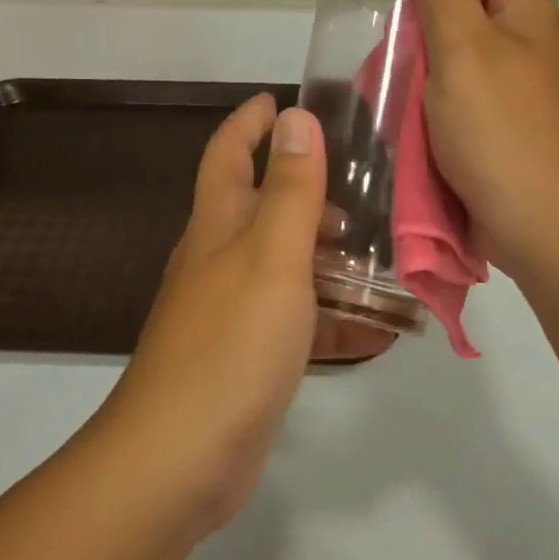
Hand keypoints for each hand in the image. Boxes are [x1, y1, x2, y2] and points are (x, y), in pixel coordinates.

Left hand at [102, 95, 387, 532]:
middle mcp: (219, 258)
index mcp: (219, 224)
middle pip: (259, 204)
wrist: (178, 460)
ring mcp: (230, 309)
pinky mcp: (246, 355)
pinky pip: (296, 320)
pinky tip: (376, 327)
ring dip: (326, 254)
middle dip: (302, 186)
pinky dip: (331, 316)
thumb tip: (295, 118)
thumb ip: (290, 188)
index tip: (282, 99)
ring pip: (284, 263)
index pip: (228, 152)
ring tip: (380, 251)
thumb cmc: (230, 342)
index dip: (250, 121)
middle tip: (358, 184)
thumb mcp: (272, 254)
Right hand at [410, 0, 558, 284]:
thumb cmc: (504, 133)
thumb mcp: (465, 52)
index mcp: (530, 14)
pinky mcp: (507, 130)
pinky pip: (465, 99)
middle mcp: (531, 45)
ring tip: (394, 88)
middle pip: (474, 5)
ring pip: (464, 56)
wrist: (552, 232)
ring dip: (427, 68)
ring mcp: (522, 91)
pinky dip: (437, 104)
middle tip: (396, 48)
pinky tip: (412, 122)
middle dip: (428, 20)